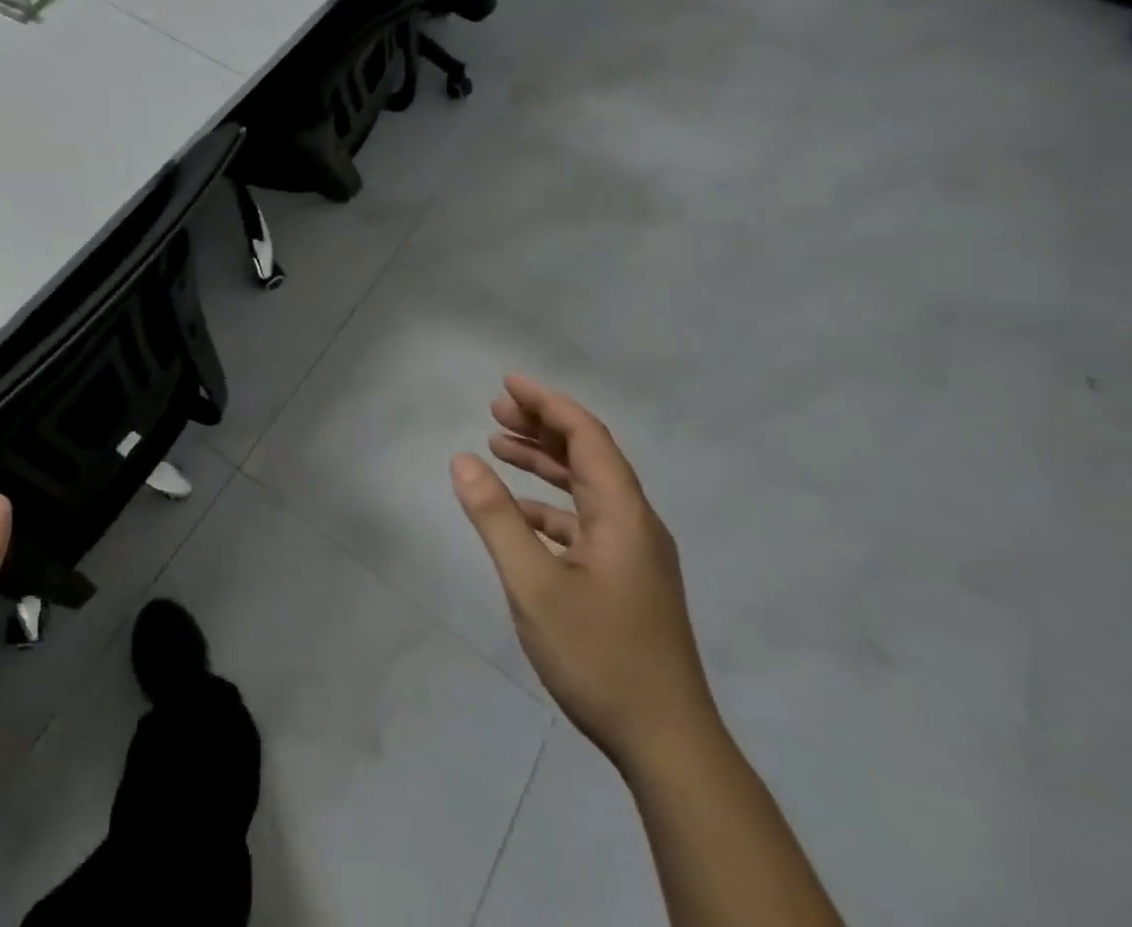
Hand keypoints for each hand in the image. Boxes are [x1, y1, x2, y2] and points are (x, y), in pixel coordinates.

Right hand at [451, 378, 717, 775]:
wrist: (668, 746)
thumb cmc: (600, 656)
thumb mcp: (534, 584)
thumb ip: (496, 518)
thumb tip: (462, 461)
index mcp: (623, 514)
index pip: (586, 436)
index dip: (547, 403)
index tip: (507, 384)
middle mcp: (635, 524)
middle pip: (589, 456)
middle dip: (541, 427)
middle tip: (494, 412)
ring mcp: (635, 555)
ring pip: (586, 489)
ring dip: (544, 464)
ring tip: (497, 448)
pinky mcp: (628, 581)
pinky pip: (586, 521)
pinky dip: (550, 505)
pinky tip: (519, 515)